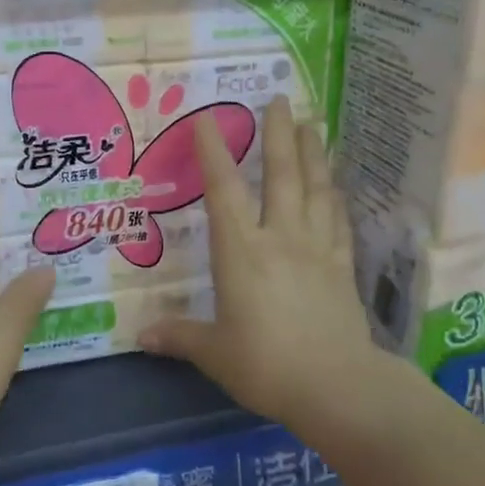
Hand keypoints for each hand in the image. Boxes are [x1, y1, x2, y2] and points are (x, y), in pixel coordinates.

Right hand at [141, 96, 375, 427]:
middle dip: (279, 134)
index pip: (224, 190)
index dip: (214, 151)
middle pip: (282, 175)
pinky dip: (335, 199)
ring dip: (313, 154)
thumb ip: (180, 337)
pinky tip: (336, 186)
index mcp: (241, 251)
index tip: (208, 118)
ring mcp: (317, 249)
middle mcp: (280, 238)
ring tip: (312, 125)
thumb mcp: (215, 352)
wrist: (336, 386)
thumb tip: (141, 335)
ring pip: (316, 190)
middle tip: (281, 99)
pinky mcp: (343, 267)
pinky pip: (339, 222)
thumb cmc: (265, 364)